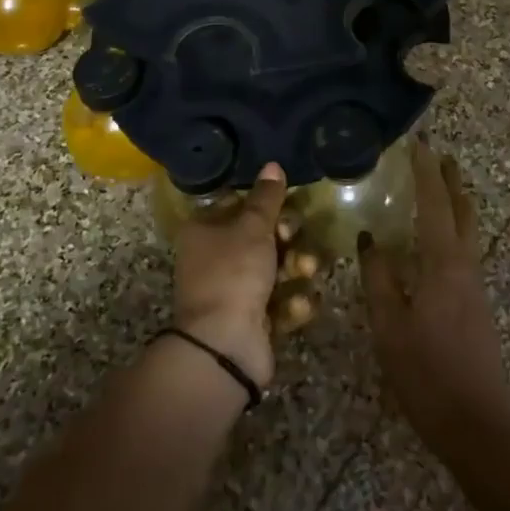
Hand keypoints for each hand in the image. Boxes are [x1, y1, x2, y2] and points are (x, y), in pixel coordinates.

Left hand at [172, 164, 284, 387]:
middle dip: (288, 239)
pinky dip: (291, 303)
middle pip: (262, 238)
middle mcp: (216, 260)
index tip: (286, 206)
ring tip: (305, 273)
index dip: (265, 205)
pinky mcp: (254, 320)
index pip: (238, 206)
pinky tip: (295, 307)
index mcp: (204, 232)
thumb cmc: (233, 274)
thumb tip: (273, 164)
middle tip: (294, 240)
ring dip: (297, 269)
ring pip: (277, 269)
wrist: (224, 346)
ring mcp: (234, 293)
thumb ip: (267, 198)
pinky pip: (281, 302)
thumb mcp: (252, 228)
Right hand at [360, 141, 509, 457]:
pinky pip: (464, 250)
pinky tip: (436, 241)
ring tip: (438, 187)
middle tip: (438, 156)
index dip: (427, 172)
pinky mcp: (475, 304)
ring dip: (455, 202)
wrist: (478, 426)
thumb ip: (379, 279)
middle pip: (462, 211)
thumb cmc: (427, 374)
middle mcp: (465, 266)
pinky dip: (452, 229)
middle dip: (451, 181)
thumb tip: (369, 238)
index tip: (419, 143)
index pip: (435, 204)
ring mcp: (474, 286)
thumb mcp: (389, 326)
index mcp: (444, 264)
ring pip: (467, 230)